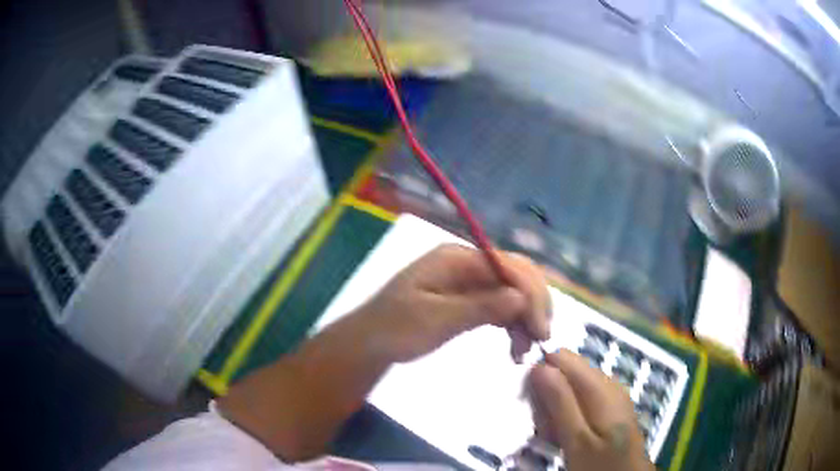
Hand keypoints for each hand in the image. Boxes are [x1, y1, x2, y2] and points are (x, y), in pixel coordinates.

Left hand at [352, 244, 550, 362]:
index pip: (508, 266)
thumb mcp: (434, 320)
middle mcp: (467, 262)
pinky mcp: (468, 298)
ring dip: (525, 317)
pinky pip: (501, 306)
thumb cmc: (394, 330)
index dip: (531, 295)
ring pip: (512, 292)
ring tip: (524, 352)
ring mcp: (468, 280)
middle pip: (516, 275)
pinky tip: (516, 347)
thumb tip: (523, 298)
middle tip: (540, 341)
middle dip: (533, 305)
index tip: (541, 331)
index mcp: (456, 258)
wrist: (369, 343)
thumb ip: (479, 308)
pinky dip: (513, 324)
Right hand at [526, 350, 653, 470]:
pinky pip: (584, 399)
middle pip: (570, 371)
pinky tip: (566, 433)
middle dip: (550, 392)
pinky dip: (569, 412)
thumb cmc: (601, 464)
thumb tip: (539, 366)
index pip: (564, 358)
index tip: (529, 397)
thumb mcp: (577, 440)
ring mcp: (614, 396)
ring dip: (558, 405)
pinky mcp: (613, 409)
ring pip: (575, 386)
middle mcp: (610, 384)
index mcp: (602, 387)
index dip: (542, 370)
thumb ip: (560, 403)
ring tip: (552, 432)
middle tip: (543, 424)